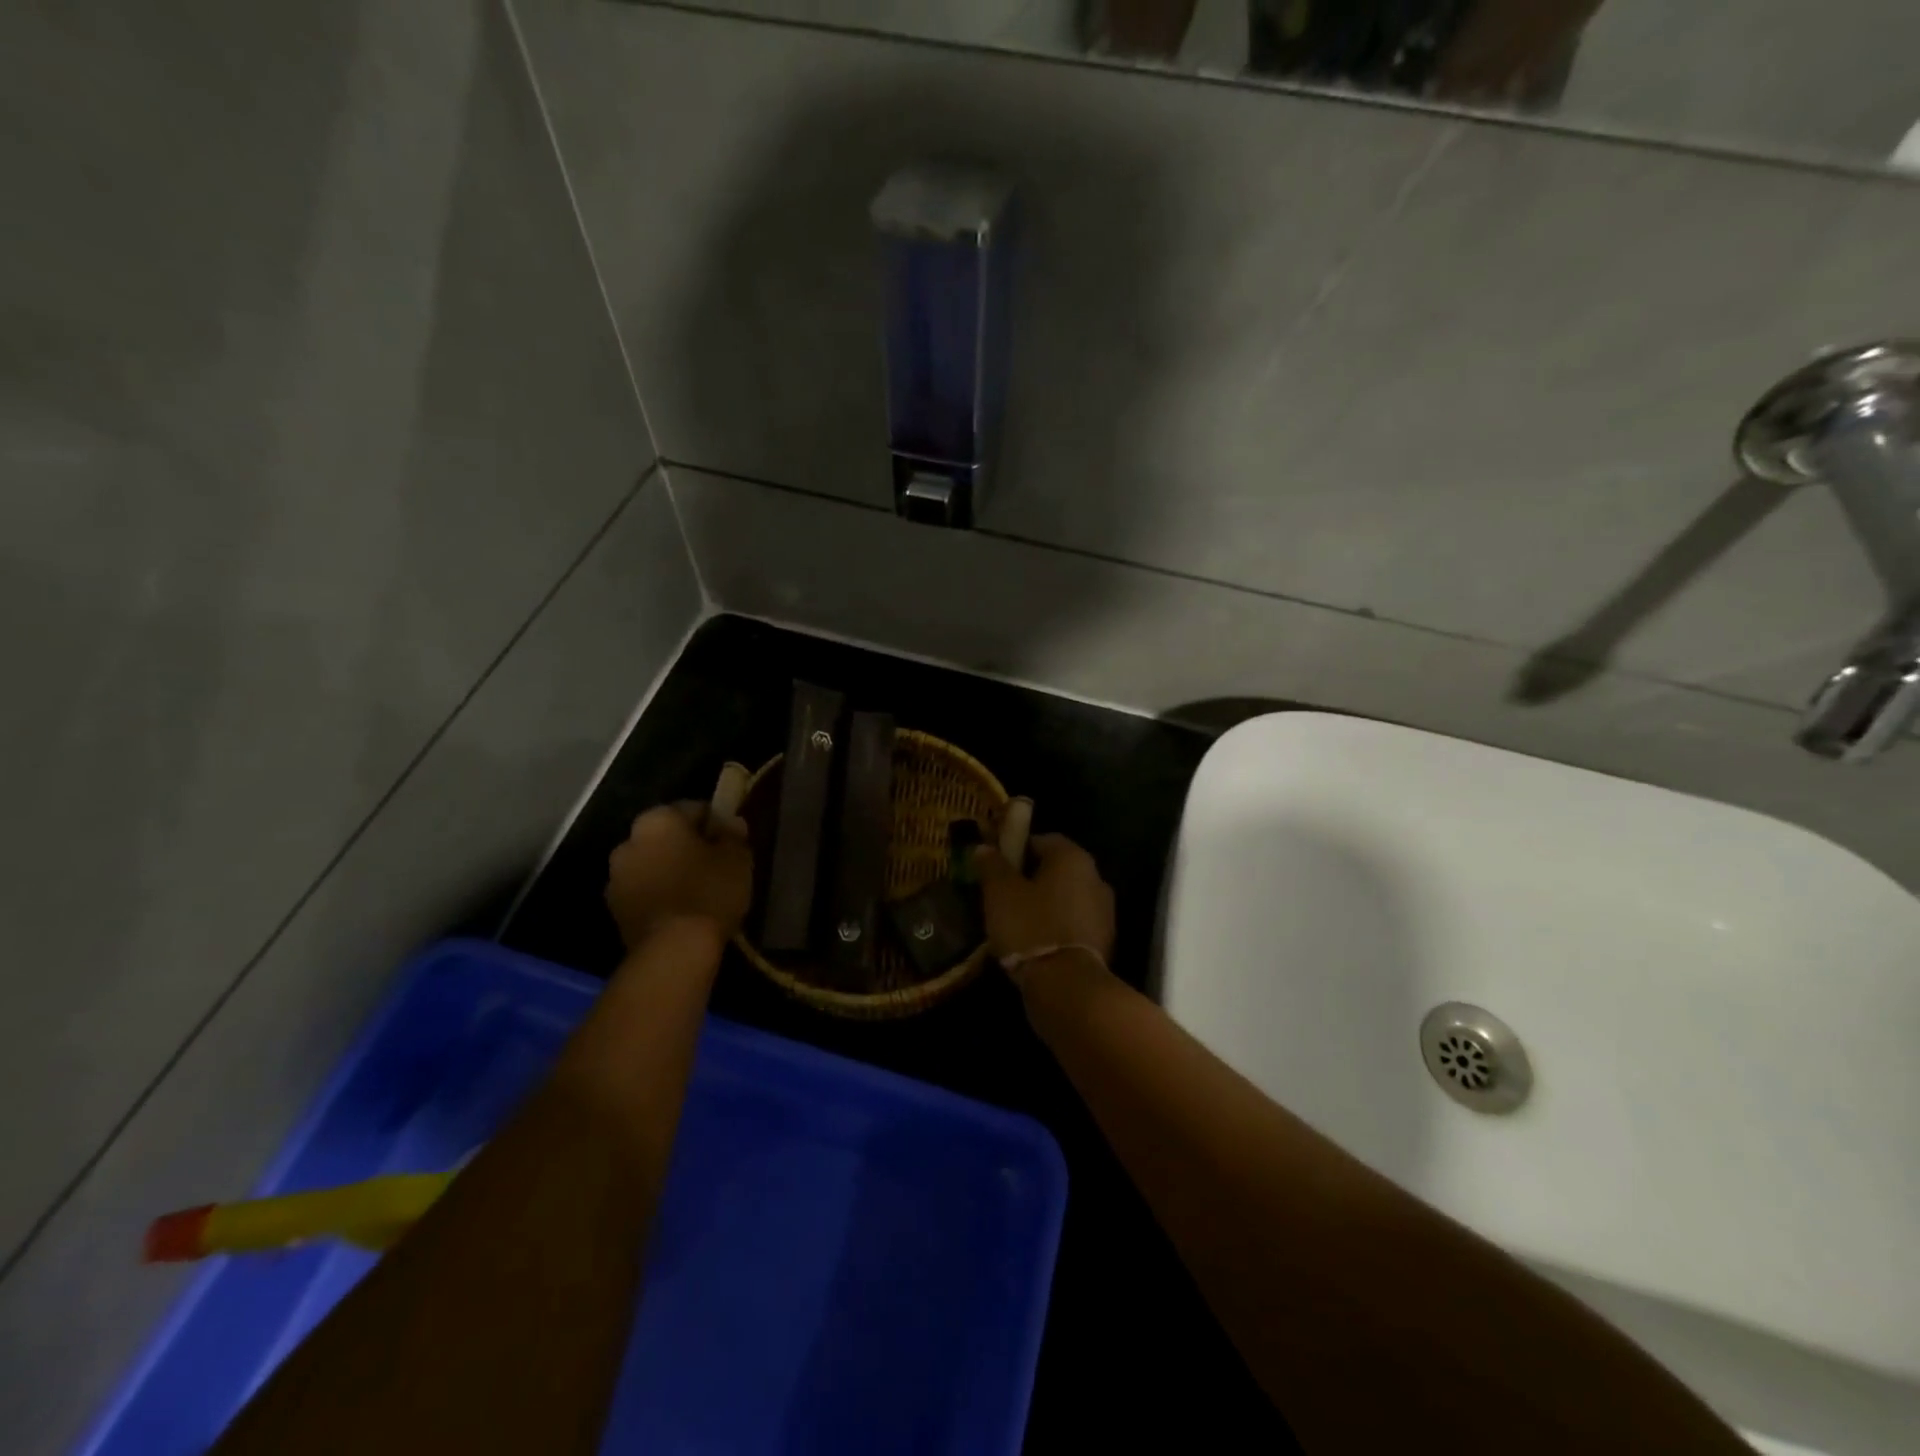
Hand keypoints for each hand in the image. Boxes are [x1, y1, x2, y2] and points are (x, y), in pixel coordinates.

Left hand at [605, 803, 751, 949]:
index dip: (716, 824)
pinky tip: (682, 911)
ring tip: (699, 892)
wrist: (673, 950)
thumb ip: (733, 835)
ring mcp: (616, 877)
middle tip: (716, 866)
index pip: (694, 809)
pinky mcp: (614, 910)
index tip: (731, 842)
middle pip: (667, 837)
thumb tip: (731, 824)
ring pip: (652, 864)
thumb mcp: (737, 858)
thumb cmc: (709, 892)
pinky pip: (644, 891)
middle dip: (688, 847)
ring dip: (670, 871)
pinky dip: (660, 895)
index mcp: (657, 820)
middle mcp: (629, 841)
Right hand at [972, 833, 1115, 986]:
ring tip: (1015, 923)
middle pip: (1057, 870)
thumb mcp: (1000, 893)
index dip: (1017, 849)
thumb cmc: (1031, 927)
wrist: (1067, 988)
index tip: (996, 867)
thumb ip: (992, 866)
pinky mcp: (1104, 942)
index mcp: (1073, 858)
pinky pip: (1073, 925)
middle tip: (1002, 895)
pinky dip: (1055, 928)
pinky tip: (1034, 944)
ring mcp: (1104, 912)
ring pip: (1066, 898)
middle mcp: (1096, 878)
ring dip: (1044, 905)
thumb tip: (983, 847)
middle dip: (1031, 879)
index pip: (1043, 840)